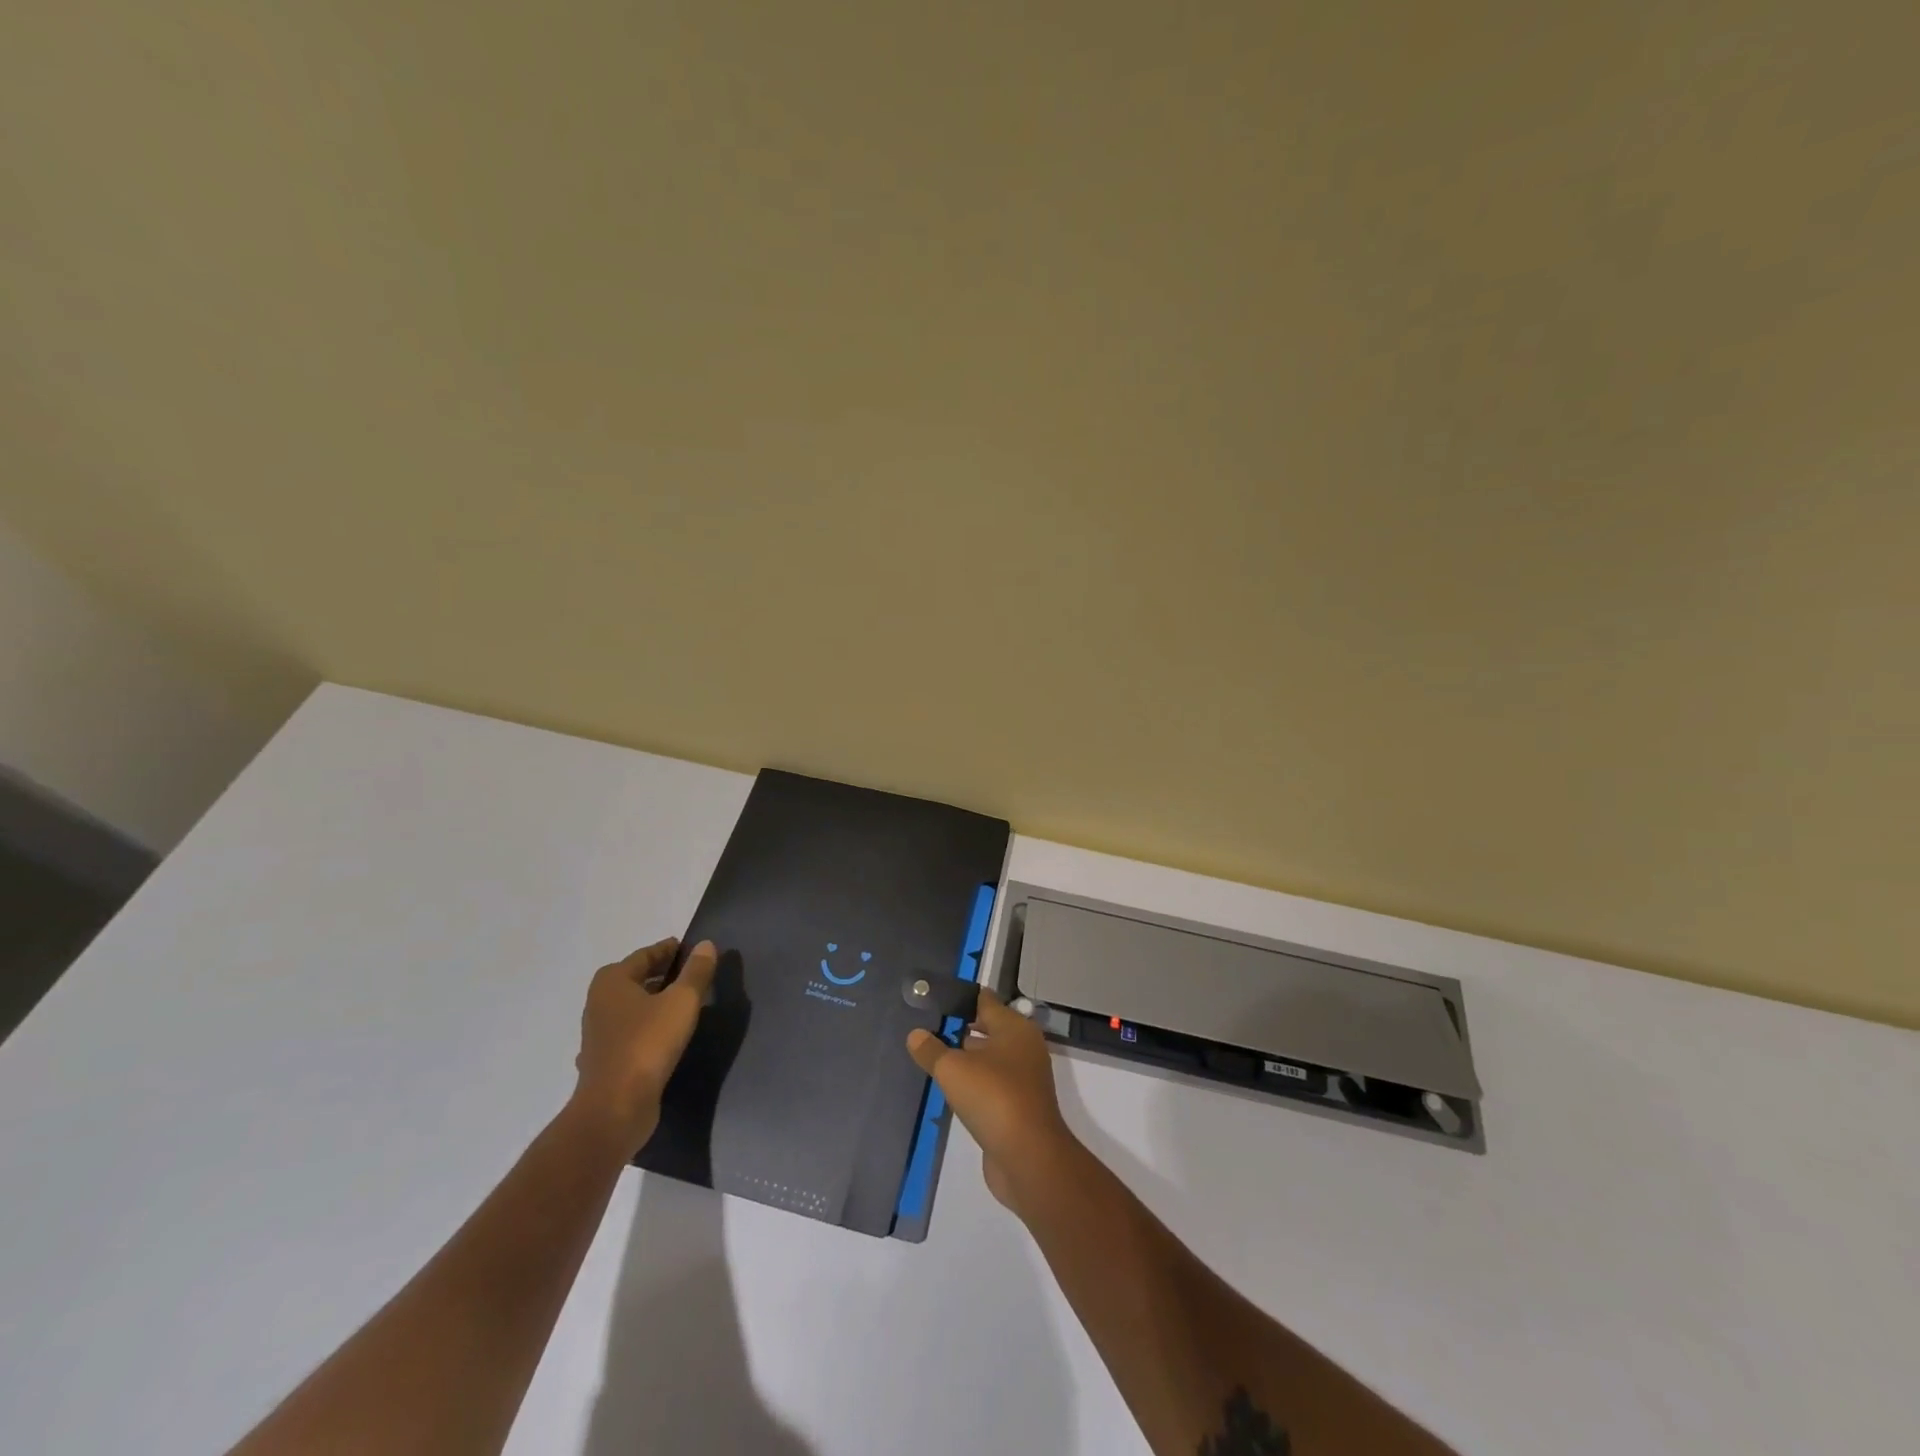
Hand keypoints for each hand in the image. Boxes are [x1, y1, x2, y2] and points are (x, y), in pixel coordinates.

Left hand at [573, 937, 716, 1159]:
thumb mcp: (682, 1001)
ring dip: (655, 1002)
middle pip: (636, 980)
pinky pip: (631, 1033)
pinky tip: (666, 1037)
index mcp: (612, 981)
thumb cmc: (648, 1044)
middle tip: (693, 973)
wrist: (615, 1108)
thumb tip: (706, 945)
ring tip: (685, 1003)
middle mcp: (600, 1003)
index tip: (691, 949)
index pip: (645, 955)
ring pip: (633, 1008)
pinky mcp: (605, 1061)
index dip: (669, 950)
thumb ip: (696, 971)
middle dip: (663, 975)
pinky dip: (648, 1028)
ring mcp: (599, 1034)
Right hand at [907, 989, 1079, 1216]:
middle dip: (962, 1027)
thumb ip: (932, 1050)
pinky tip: (952, 1089)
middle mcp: (1024, 1047)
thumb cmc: (993, 1097)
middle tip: (930, 1027)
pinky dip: (974, 1083)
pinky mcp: (1019, 1106)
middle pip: (990, 1028)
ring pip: (991, 1058)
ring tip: (935, 1056)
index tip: (935, 999)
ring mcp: (1024, 1078)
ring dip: (967, 1057)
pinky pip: (992, 1084)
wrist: (1029, 1157)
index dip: (961, 998)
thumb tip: (915, 1034)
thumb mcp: (953, 1069)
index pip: (985, 1001)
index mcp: (1014, 1028)